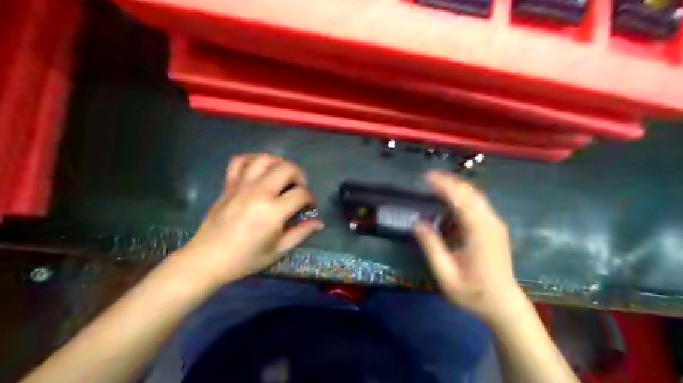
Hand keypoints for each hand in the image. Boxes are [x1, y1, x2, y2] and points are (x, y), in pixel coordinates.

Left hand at [176, 154, 322, 285]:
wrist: (207, 259)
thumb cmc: (245, 259)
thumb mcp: (277, 250)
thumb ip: (300, 233)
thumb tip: (319, 223)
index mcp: (272, 212)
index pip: (301, 193)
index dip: (311, 199)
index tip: (309, 208)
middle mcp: (258, 192)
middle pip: (287, 168)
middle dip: (299, 176)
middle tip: (298, 189)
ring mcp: (241, 186)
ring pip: (264, 159)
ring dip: (278, 164)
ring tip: (281, 177)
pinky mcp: (228, 185)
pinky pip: (239, 161)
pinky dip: (251, 160)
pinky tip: (258, 170)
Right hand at [410, 170, 523, 326]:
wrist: (504, 305)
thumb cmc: (473, 293)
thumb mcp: (446, 275)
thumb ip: (432, 247)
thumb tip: (417, 222)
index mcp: (479, 232)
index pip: (460, 200)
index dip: (444, 186)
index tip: (427, 177)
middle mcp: (490, 223)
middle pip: (470, 193)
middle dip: (450, 181)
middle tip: (429, 177)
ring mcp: (496, 224)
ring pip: (477, 196)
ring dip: (458, 186)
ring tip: (438, 182)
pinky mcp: (496, 228)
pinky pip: (480, 204)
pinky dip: (465, 195)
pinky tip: (453, 197)